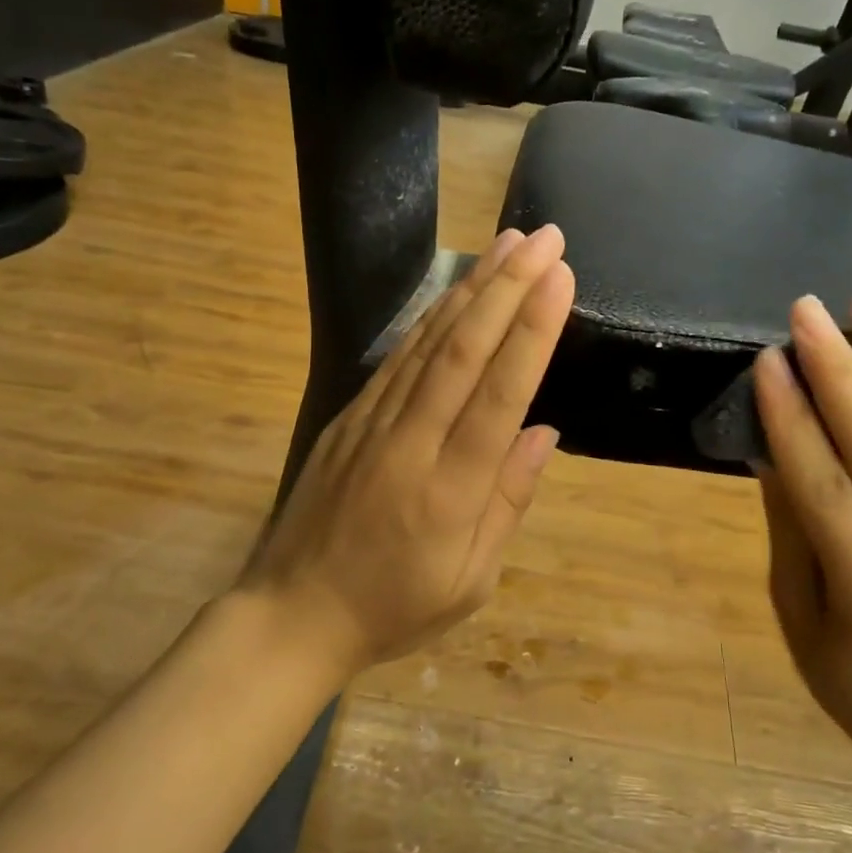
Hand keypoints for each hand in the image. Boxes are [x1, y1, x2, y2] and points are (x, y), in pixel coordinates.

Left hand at [239, 225, 574, 674]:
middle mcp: (412, 445)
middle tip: (545, 238)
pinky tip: (456, 290)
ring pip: (427, 344)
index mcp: (450, 493)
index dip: (531, 332)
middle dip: (508, 288)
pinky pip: (397, 359)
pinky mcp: (348, 419)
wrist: (292, 615)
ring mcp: (372, 426)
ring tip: (507, 243)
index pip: (498, 396)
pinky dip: (430, 318)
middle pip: (463, 352)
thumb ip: (508, 502)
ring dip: (472, 288)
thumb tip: (543, 432)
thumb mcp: (470, 581)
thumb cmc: (394, 610)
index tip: (559, 278)